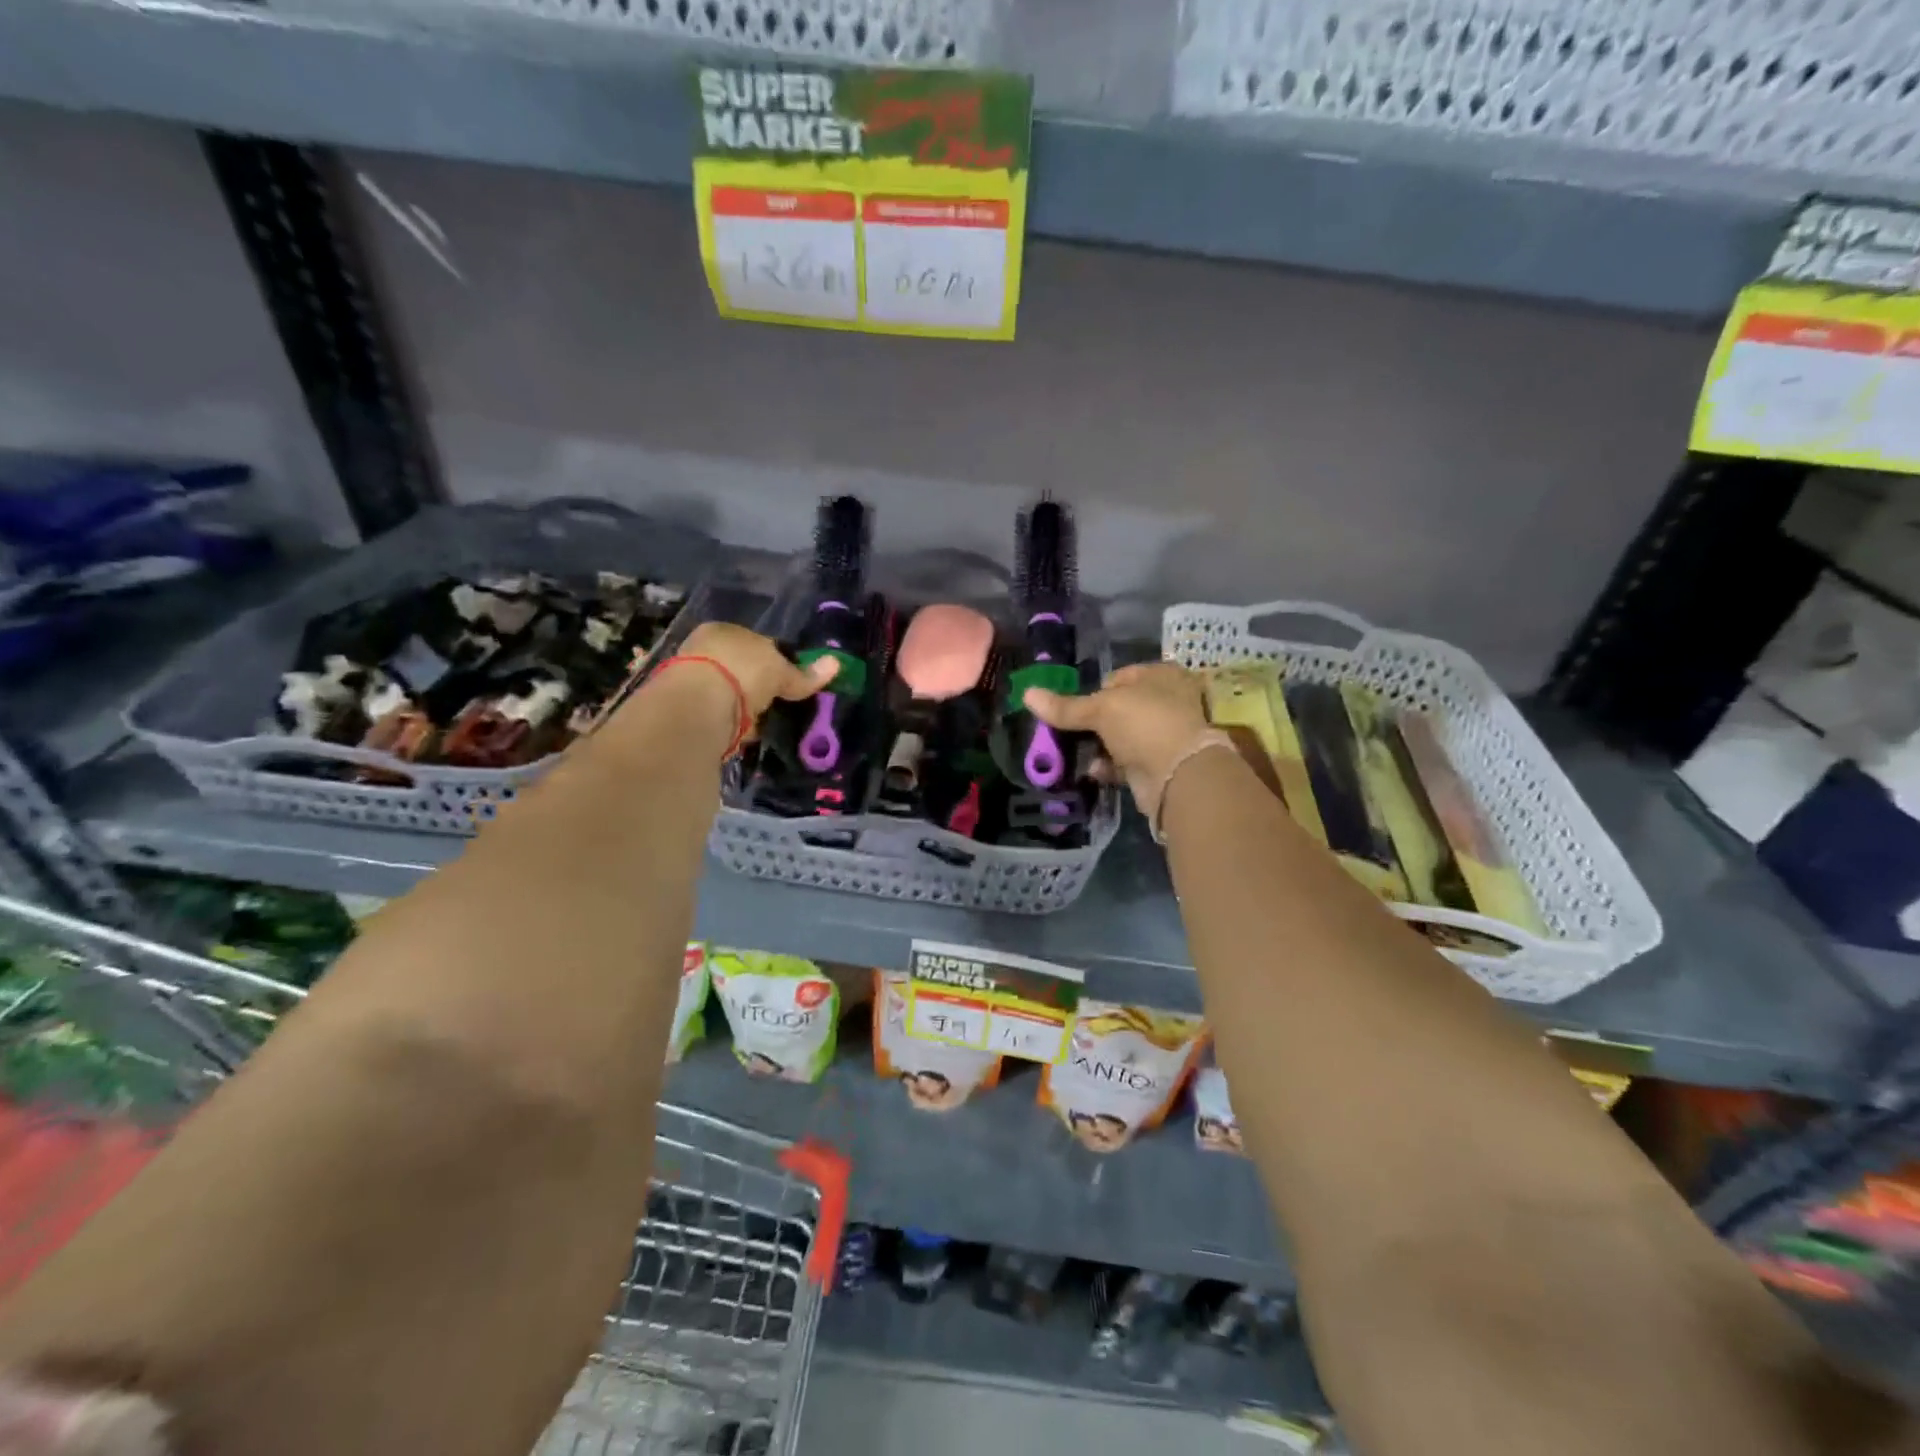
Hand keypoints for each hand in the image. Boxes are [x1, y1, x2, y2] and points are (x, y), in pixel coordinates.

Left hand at [677, 622, 836, 717]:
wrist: (697, 704)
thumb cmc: (742, 671)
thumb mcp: (780, 671)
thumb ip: (804, 674)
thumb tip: (835, 664)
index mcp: (724, 630)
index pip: (757, 642)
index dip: (777, 660)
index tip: (790, 682)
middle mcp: (703, 649)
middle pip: (740, 667)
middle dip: (756, 685)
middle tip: (777, 705)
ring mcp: (689, 678)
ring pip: (727, 691)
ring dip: (742, 706)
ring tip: (762, 724)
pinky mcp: (684, 708)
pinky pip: (718, 714)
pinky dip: (731, 724)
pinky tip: (743, 735)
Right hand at [1024, 662, 1221, 824]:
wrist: (1180, 775)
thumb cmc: (1144, 724)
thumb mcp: (1100, 709)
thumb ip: (1065, 707)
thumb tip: (1027, 694)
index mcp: (1162, 675)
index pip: (1120, 677)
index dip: (1096, 690)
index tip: (1074, 707)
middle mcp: (1168, 701)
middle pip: (1121, 708)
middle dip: (1094, 722)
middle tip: (1068, 731)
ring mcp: (1167, 734)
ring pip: (1123, 737)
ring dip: (1100, 746)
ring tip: (1074, 752)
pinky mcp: (1161, 764)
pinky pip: (1128, 761)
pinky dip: (1110, 766)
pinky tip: (1094, 770)